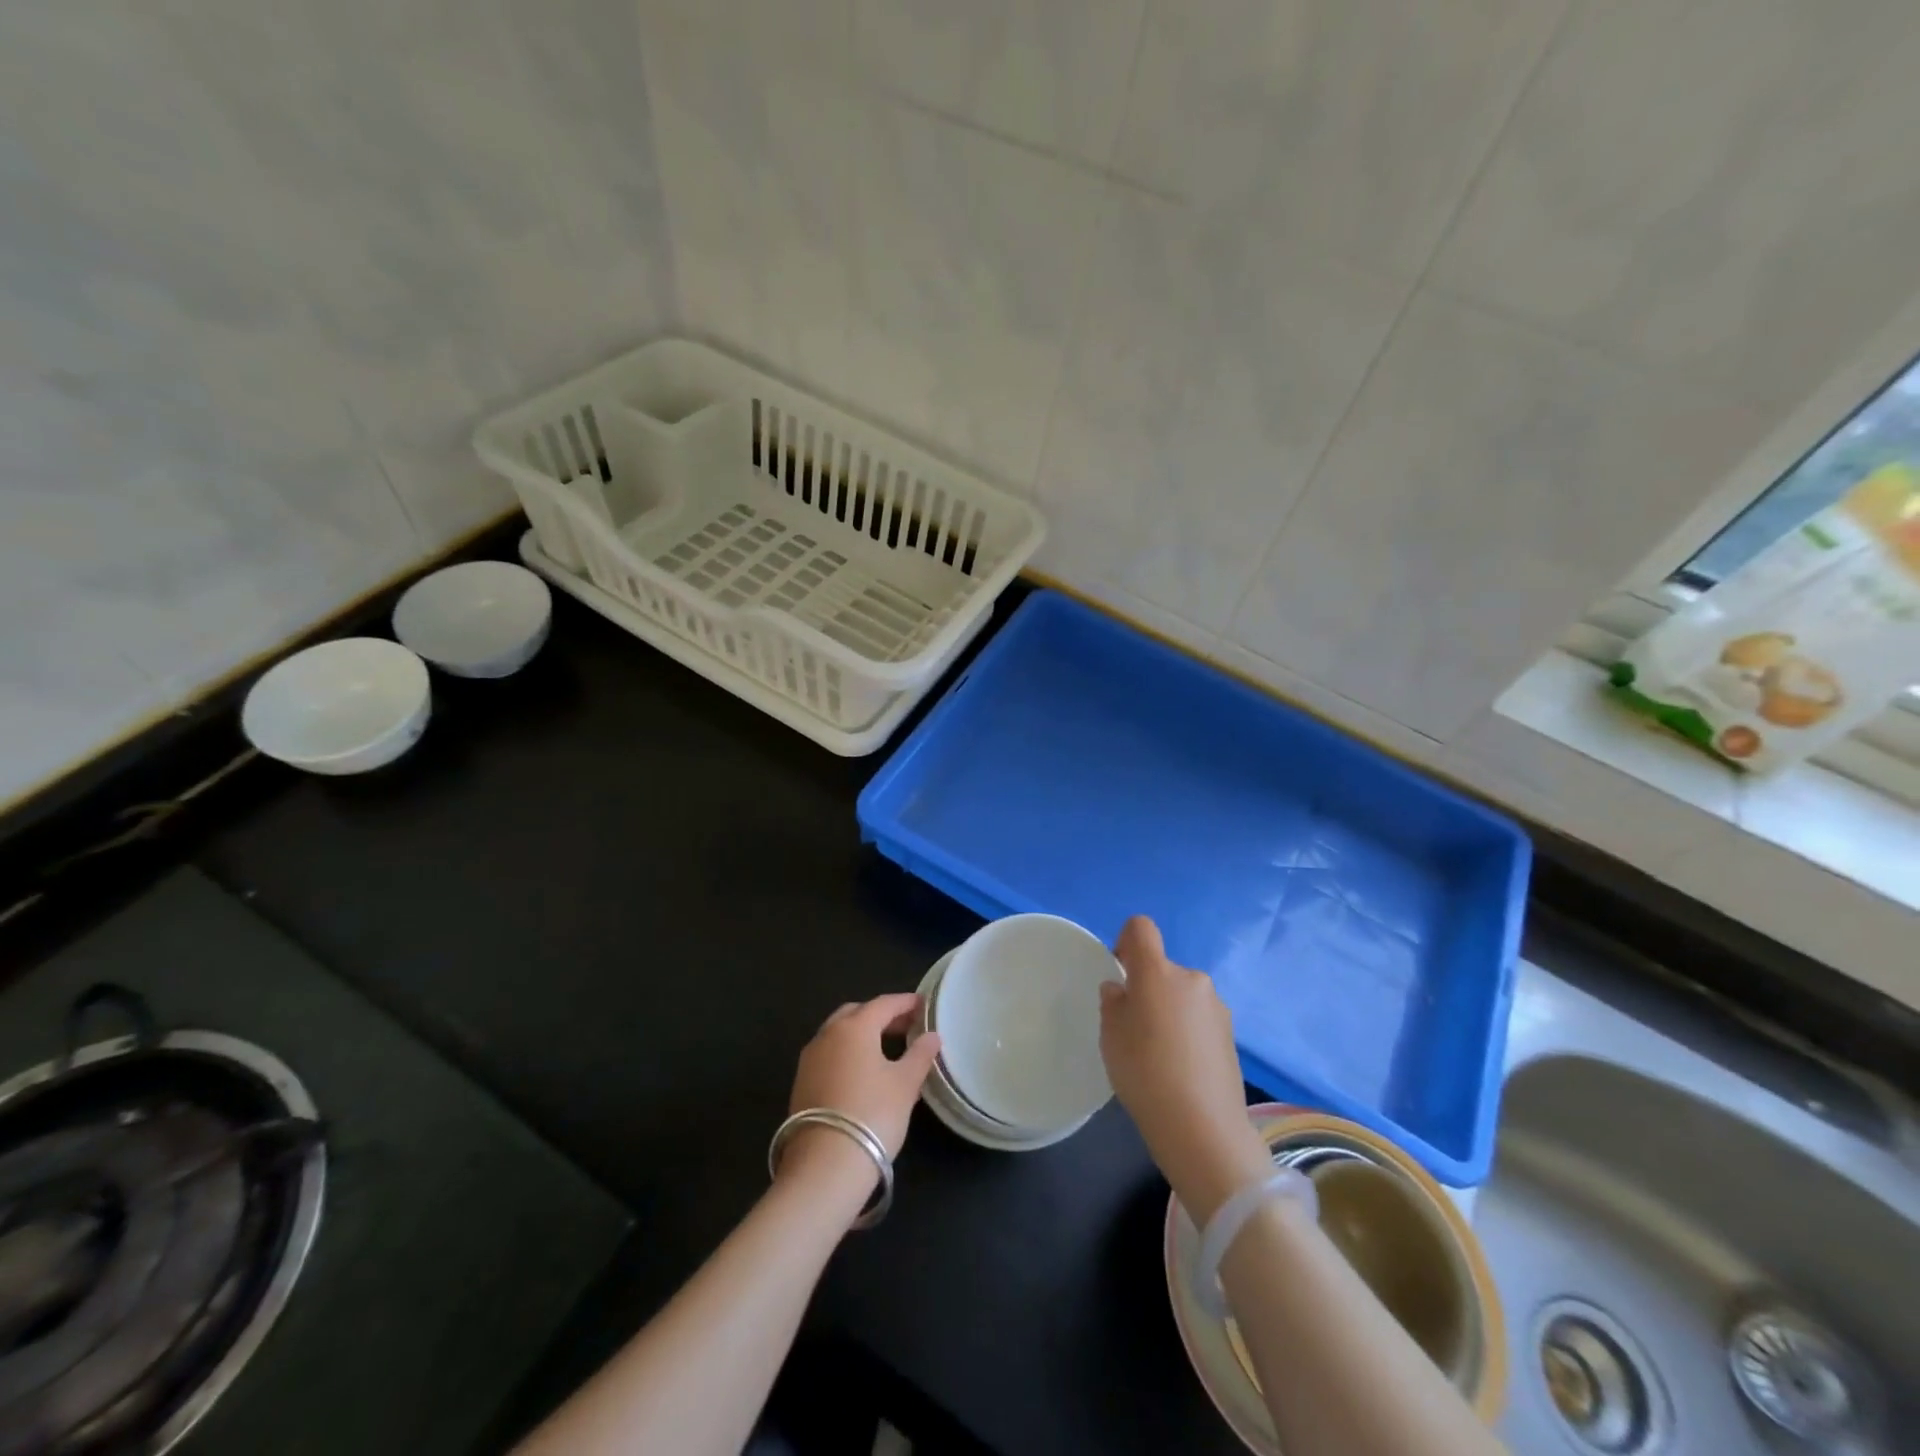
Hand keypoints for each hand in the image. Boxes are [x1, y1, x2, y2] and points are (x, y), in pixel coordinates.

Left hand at [780, 994, 940, 1197]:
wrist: (825, 1165)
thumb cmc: (873, 1114)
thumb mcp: (905, 1084)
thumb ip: (920, 1055)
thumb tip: (932, 1036)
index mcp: (854, 1027)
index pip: (883, 1004)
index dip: (905, 1003)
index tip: (923, 1005)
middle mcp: (827, 1034)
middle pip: (856, 1013)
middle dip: (881, 1015)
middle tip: (905, 1026)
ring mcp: (809, 1059)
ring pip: (838, 1033)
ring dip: (862, 1034)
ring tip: (886, 1048)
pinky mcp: (801, 1083)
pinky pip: (829, 1054)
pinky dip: (847, 1053)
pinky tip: (862, 1072)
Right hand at [1100, 917, 1271, 1223]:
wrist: (1203, 1129)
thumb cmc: (1145, 1073)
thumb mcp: (1111, 1035)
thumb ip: (1113, 1002)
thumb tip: (1122, 990)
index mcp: (1158, 972)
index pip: (1141, 928)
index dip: (1126, 941)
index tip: (1120, 974)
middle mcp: (1192, 979)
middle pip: (1163, 968)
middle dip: (1147, 988)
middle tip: (1134, 1028)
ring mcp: (1216, 1007)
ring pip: (1182, 995)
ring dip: (1169, 1011)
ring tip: (1159, 1055)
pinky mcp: (1231, 1035)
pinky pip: (1199, 1019)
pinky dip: (1187, 1032)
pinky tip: (1180, 1069)